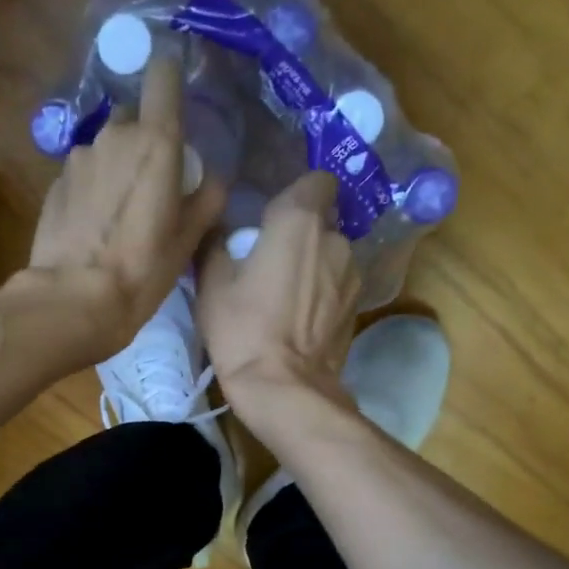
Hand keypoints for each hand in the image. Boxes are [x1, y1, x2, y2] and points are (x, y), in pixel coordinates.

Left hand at [18, 53, 226, 360]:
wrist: (74, 299)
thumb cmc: (143, 269)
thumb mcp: (189, 239)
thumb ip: (207, 197)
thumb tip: (211, 177)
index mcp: (156, 141)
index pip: (163, 75)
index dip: (170, 77)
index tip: (176, 94)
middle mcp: (114, 136)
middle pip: (134, 120)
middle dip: (144, 141)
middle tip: (152, 185)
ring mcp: (78, 158)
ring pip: (106, 149)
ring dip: (115, 168)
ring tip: (119, 214)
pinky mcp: (54, 183)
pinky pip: (83, 174)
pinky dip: (92, 189)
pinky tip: (93, 226)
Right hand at [196, 170, 360, 418]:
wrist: (284, 388)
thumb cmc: (242, 329)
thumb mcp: (211, 284)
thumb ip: (216, 243)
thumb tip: (218, 227)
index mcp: (298, 221)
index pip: (317, 180)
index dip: (297, 194)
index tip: (274, 217)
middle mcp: (335, 239)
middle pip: (323, 221)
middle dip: (302, 234)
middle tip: (271, 262)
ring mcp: (352, 275)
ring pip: (332, 255)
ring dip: (314, 265)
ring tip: (286, 296)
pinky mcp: (357, 307)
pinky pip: (338, 286)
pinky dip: (323, 294)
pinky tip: (301, 319)